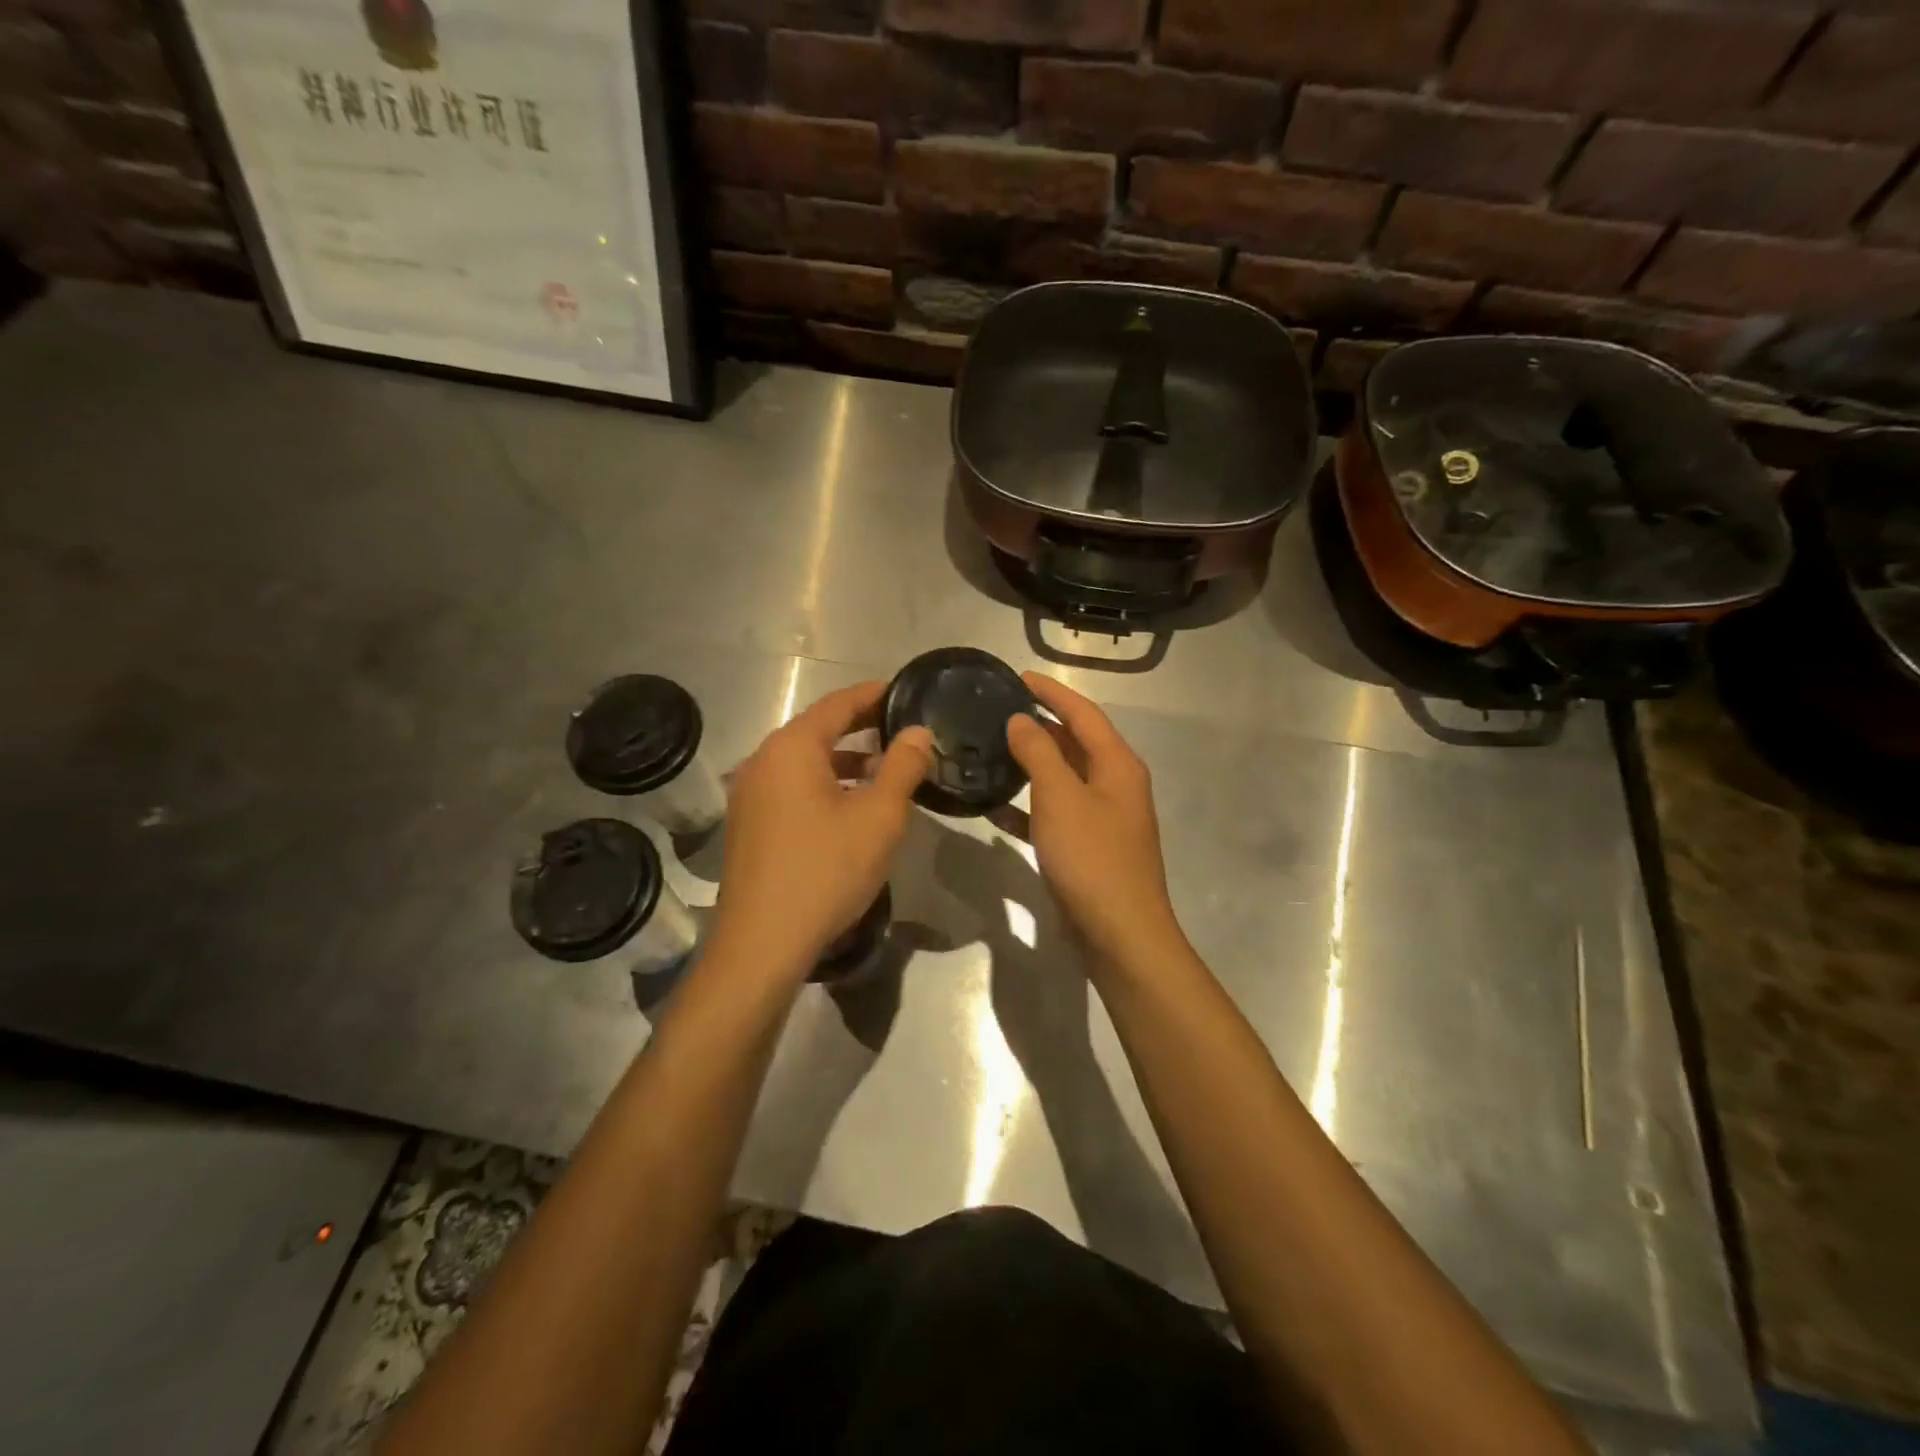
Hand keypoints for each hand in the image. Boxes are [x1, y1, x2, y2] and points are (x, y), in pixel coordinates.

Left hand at [711, 682, 932, 979]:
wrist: (763, 942)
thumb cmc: (827, 870)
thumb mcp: (879, 816)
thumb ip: (903, 766)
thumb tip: (918, 732)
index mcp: (792, 748)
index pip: (838, 704)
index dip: (874, 695)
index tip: (905, 691)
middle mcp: (763, 761)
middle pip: (818, 730)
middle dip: (862, 728)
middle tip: (903, 729)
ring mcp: (749, 794)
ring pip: (805, 762)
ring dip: (845, 761)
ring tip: (885, 772)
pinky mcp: (748, 825)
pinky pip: (791, 788)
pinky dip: (824, 785)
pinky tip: (851, 808)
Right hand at [1005, 673, 1185, 968]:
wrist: (1119, 934)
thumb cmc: (1091, 858)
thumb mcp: (1060, 797)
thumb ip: (1039, 753)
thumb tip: (1021, 720)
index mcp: (1117, 764)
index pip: (1083, 713)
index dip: (1051, 691)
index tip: (1017, 676)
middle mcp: (1115, 785)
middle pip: (1075, 743)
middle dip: (1039, 725)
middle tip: (997, 712)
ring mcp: (1103, 818)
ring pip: (1063, 779)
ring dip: (1031, 765)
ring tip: (991, 751)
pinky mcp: (1088, 847)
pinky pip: (1055, 814)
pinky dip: (1028, 807)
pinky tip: (995, 810)